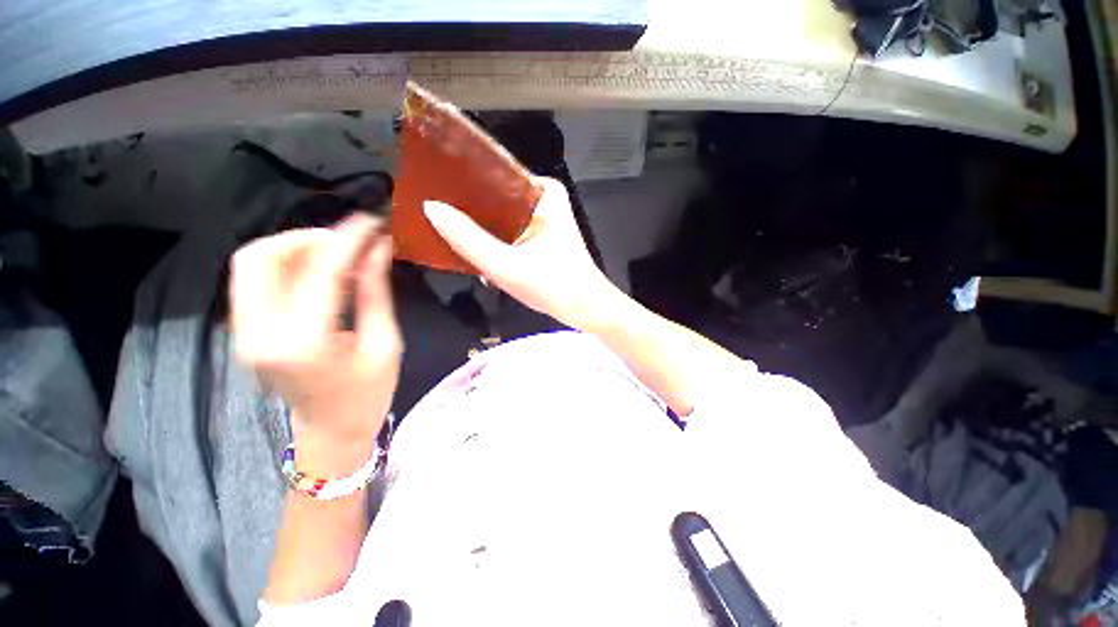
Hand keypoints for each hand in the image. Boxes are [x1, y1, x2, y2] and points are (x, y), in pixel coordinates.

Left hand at [230, 214, 400, 475]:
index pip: (320, 271)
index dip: (348, 239)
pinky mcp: (245, 330)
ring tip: (337, 252)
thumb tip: (379, 249)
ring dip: (294, 247)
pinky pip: (256, 280)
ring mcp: (244, 332)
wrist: (331, 432)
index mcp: (303, 343)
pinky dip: (286, 264)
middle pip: (260, 257)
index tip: (371, 220)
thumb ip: (376, 292)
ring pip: (251, 264)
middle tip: (349, 241)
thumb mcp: (385, 343)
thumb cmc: (368, 393)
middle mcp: (259, 333)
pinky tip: (320, 269)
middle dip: (307, 237)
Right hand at [423, 177, 625, 330]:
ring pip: (499, 213)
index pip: (493, 173)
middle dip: (466, 206)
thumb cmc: (554, 287)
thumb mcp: (507, 266)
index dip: (461, 180)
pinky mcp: (539, 234)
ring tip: (443, 227)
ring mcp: (541, 216)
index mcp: (542, 192)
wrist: (586, 309)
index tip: (429, 186)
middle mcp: (542, 197)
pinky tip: (469, 246)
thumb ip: (469, 240)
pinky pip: (507, 228)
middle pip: (494, 194)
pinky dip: (491, 237)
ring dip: (477, 224)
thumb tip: (430, 208)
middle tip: (432, 212)